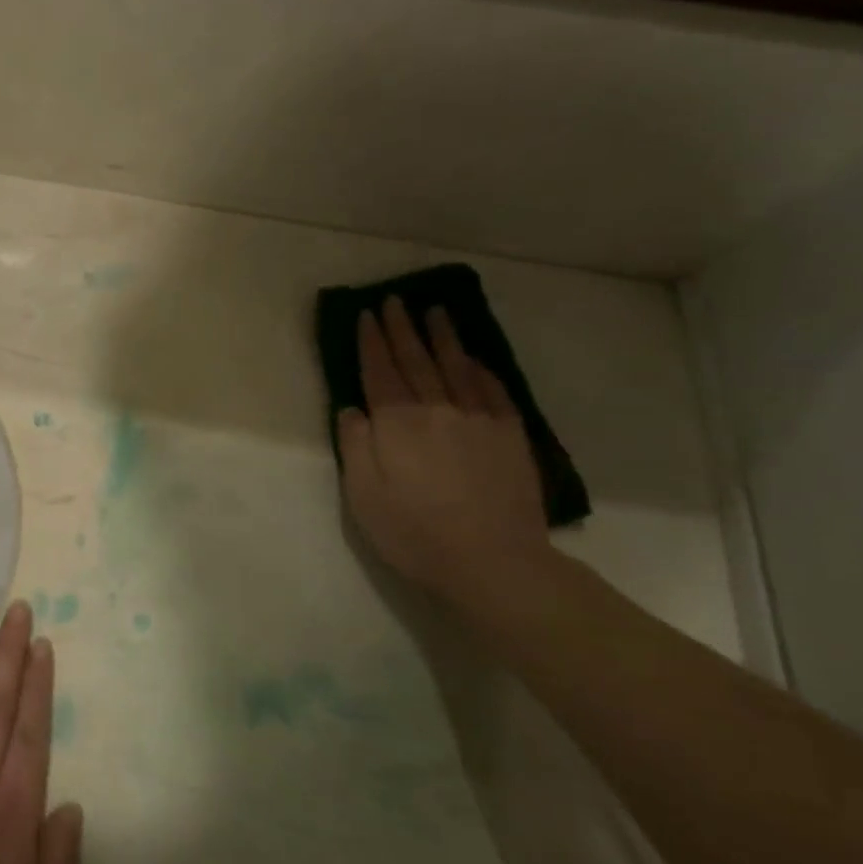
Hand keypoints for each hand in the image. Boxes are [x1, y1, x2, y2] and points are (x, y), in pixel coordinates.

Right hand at [337, 300, 549, 599]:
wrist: (494, 562)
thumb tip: (352, 409)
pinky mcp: (510, 436)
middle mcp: (438, 409)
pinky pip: (493, 390)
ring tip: (435, 311)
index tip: (366, 314)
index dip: (371, 341)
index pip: (379, 371)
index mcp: (397, 423)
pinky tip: (474, 358)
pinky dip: (480, 368)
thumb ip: (355, 445)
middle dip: (402, 328)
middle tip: (394, 300)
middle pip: (416, 360)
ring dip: (442, 336)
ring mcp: (479, 419)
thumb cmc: (414, 532)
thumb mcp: (363, 494)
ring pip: (456, 366)